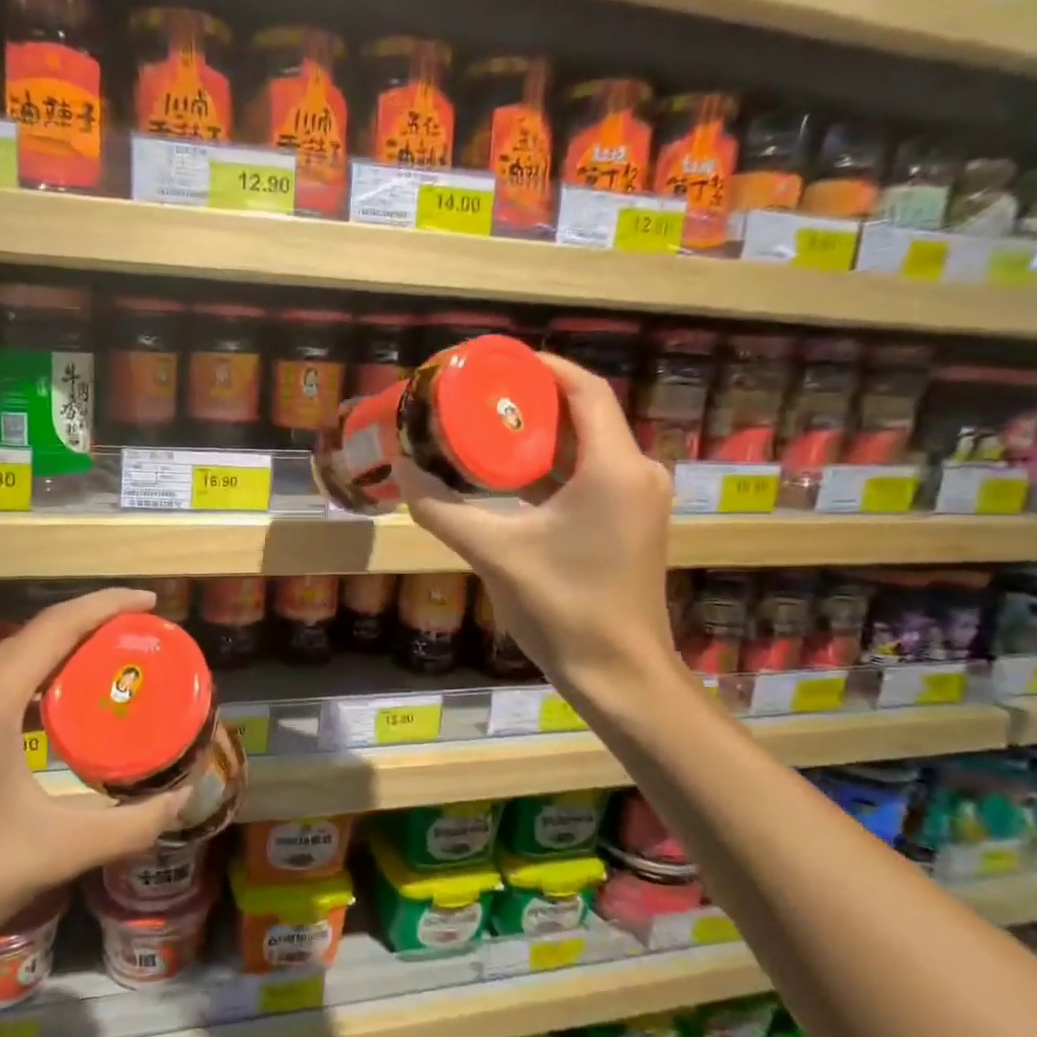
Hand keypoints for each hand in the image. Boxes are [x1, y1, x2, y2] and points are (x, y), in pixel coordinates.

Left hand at [0, 588, 191, 986]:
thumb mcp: (54, 852)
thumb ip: (129, 825)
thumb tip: (182, 801)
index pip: (59, 625)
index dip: (109, 604)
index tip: (151, 603)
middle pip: (33, 636)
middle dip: (89, 632)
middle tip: (138, 647)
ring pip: (4, 660)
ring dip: (54, 659)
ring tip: (101, 676)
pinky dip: (22, 683)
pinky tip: (43, 715)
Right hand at [395, 351, 681, 714]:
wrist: (618, 673)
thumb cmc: (563, 607)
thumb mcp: (495, 553)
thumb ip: (443, 510)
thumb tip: (402, 471)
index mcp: (613, 467)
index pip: (584, 390)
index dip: (542, 367)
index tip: (496, 363)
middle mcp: (635, 473)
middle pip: (583, 415)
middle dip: (531, 402)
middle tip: (477, 396)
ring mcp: (635, 500)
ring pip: (585, 448)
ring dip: (538, 436)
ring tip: (484, 427)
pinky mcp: (628, 523)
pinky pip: (588, 476)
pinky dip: (550, 468)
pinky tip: (506, 474)